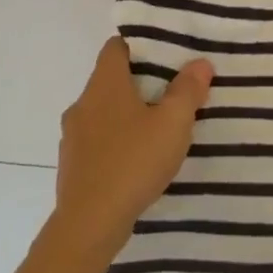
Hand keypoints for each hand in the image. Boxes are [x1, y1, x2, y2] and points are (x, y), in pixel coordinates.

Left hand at [49, 37, 211, 263]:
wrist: (89, 224)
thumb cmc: (133, 162)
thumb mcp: (173, 124)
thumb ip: (187, 91)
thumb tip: (199, 63)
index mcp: (104, 85)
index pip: (116, 47)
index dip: (139, 47)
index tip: (164, 57)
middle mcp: (82, 104)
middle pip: (110, 80)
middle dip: (139, 84)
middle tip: (171, 93)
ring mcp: (72, 136)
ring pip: (103, 112)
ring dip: (126, 115)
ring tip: (157, 129)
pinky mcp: (72, 165)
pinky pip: (97, 140)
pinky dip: (116, 141)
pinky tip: (137, 160)